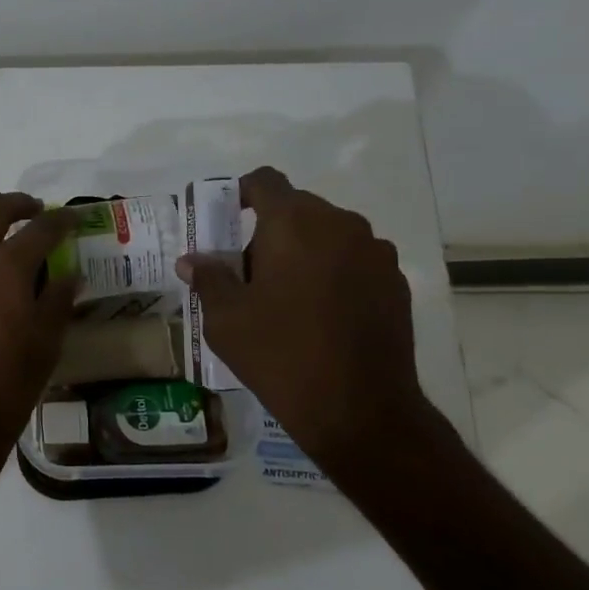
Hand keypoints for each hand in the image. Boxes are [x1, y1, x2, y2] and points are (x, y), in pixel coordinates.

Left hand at [0, 194, 78, 496]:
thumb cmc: (7, 385)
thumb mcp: (46, 344)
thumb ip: (58, 300)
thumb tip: (70, 274)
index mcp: (7, 266)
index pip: (41, 229)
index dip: (61, 220)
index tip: (72, 219)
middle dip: (19, 204)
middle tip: (37, 212)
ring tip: (1, 224)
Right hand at [178, 168, 432, 471]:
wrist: (359, 408)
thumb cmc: (280, 355)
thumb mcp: (226, 319)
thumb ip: (208, 278)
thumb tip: (192, 261)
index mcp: (294, 223)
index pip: (265, 181)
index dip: (242, 193)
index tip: (227, 221)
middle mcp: (340, 224)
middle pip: (297, 208)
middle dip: (269, 230)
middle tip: (248, 273)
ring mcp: (375, 252)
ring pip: (328, 234)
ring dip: (303, 251)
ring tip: (287, 298)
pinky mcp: (396, 282)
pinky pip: (354, 260)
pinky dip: (333, 273)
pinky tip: (322, 315)